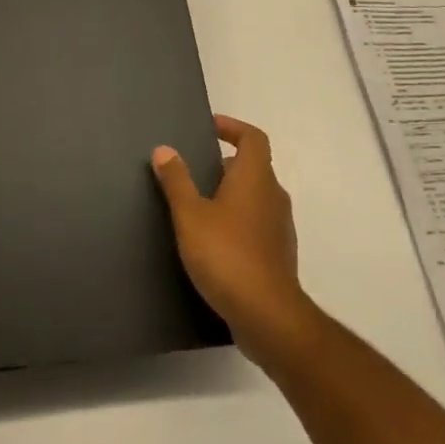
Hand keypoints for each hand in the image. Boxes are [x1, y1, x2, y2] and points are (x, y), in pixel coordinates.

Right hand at [152, 115, 313, 368]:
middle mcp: (273, 196)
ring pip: (255, 197)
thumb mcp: (191, 215)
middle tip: (194, 169)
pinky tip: (212, 240)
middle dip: (225, 164)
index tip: (209, 128)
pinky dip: (237, 221)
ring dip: (230, 194)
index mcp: (256, 178)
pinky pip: (257, 224)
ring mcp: (280, 227)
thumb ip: (177, 180)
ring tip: (198, 205)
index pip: (253, 138)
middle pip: (254, 167)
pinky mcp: (278, 254)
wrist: (268, 316)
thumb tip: (164, 149)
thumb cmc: (227, 255)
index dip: (232, 127)